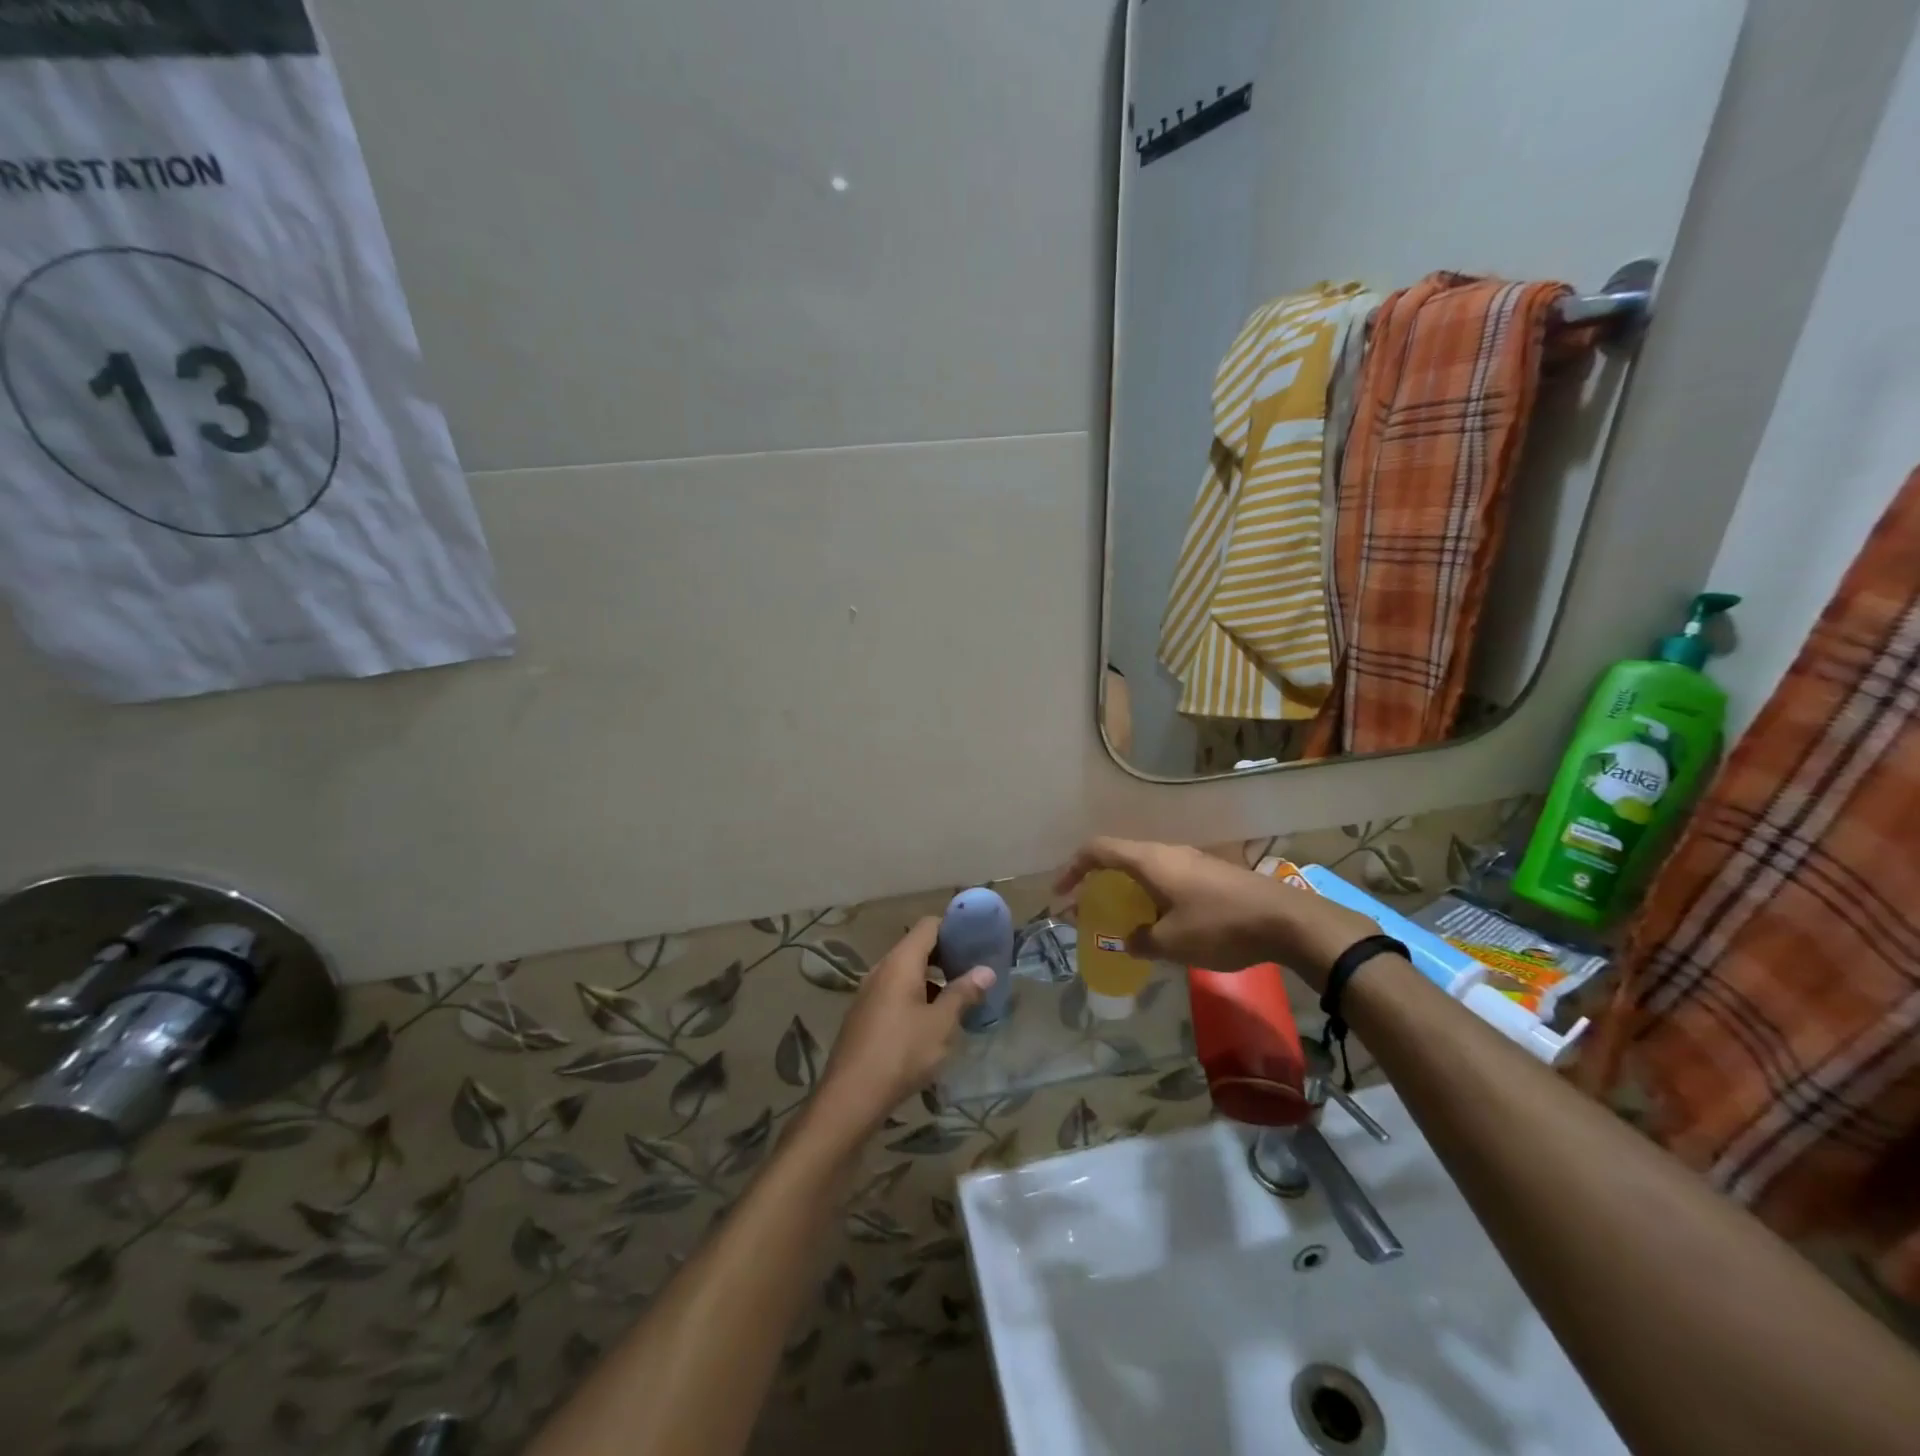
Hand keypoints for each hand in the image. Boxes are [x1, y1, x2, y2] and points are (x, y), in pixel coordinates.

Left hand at [810, 917, 993, 1141]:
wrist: (851, 1096)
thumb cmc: (902, 1053)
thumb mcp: (941, 1024)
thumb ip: (963, 993)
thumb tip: (986, 970)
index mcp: (900, 963)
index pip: (928, 926)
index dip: (954, 928)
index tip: (977, 942)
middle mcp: (882, 969)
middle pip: (917, 948)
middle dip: (946, 957)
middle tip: (974, 972)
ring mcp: (869, 992)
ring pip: (906, 973)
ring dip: (932, 980)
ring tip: (959, 999)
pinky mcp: (864, 1015)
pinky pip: (895, 992)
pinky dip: (916, 996)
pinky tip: (932, 1023)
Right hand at [1056, 837, 1379, 991]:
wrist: (1286, 921)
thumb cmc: (1220, 927)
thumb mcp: (1172, 943)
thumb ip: (1141, 941)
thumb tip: (1129, 941)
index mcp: (1150, 861)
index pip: (1098, 850)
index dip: (1073, 868)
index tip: (1061, 893)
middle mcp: (1167, 852)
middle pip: (1120, 857)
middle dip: (1098, 882)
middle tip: (1088, 909)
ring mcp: (1192, 860)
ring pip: (1146, 868)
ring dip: (1126, 890)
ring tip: (1122, 918)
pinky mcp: (1212, 873)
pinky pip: (1168, 877)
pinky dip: (1151, 894)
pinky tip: (1161, 921)